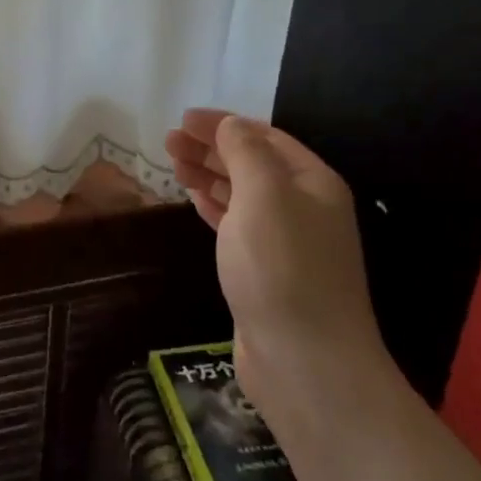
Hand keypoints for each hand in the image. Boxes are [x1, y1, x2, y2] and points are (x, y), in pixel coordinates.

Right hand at [164, 110, 383, 422]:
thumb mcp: (264, 196)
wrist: (304, 361)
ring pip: (243, 195)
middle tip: (168, 141)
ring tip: (173, 164)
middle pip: (253, 164)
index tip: (182, 118)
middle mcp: (304, 208)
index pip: (265, 137)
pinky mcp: (265, 272)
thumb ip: (245, 153)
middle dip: (211, 148)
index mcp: (312, 183)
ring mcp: (286, 243)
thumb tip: (230, 125)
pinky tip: (195, 199)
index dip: (224, 124)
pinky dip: (215, 207)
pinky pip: (237, 225)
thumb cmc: (282, 269)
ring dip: (209, 175)